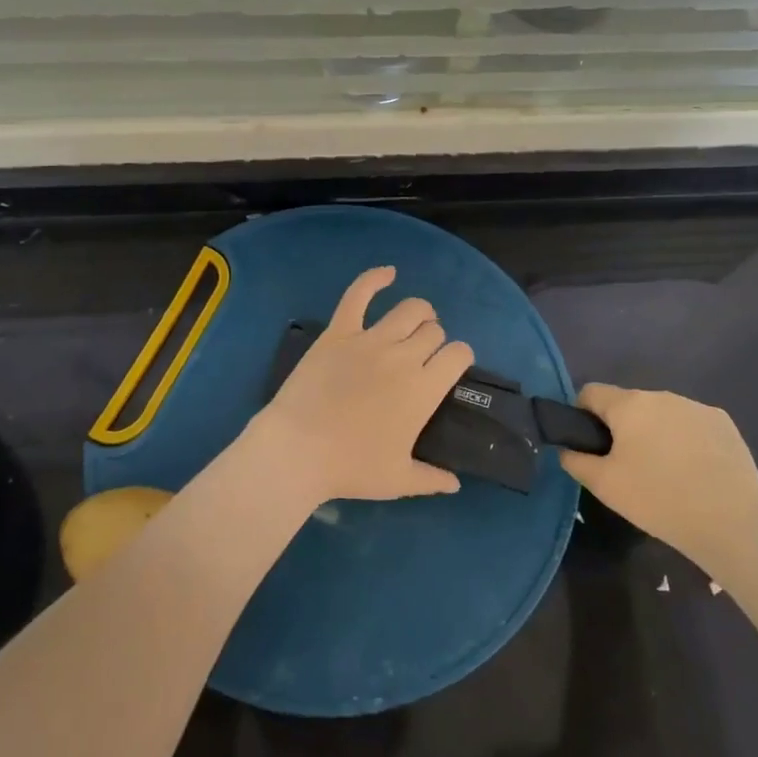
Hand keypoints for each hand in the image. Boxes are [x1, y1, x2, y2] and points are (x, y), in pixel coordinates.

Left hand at [249, 266, 472, 504]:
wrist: (298, 449)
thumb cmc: (350, 467)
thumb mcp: (397, 481)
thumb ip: (431, 478)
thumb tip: (456, 483)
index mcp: (424, 389)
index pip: (459, 355)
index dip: (459, 357)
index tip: (450, 367)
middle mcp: (404, 357)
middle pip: (434, 331)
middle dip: (435, 340)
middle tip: (423, 355)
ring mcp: (370, 340)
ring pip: (409, 310)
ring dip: (419, 313)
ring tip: (416, 320)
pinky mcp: (339, 331)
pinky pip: (359, 294)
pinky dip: (375, 278)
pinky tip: (388, 272)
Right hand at [559, 385, 757, 563]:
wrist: (729, 523)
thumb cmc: (658, 499)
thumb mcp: (604, 485)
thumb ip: (575, 460)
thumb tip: (567, 449)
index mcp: (630, 405)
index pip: (591, 392)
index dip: (583, 415)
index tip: (591, 445)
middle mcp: (662, 395)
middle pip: (629, 404)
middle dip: (624, 428)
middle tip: (629, 466)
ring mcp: (697, 407)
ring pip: (663, 414)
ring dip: (656, 433)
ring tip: (666, 472)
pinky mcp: (724, 423)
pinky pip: (693, 424)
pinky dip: (687, 440)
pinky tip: (695, 472)